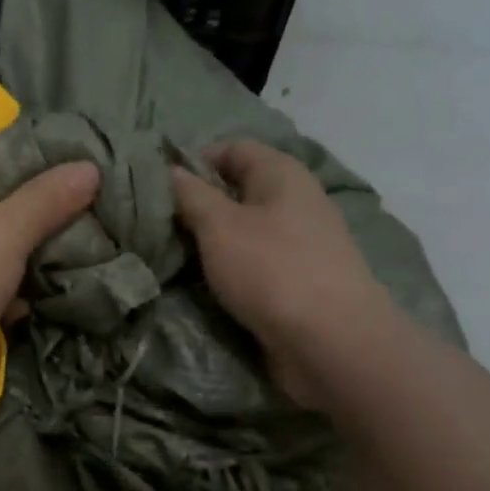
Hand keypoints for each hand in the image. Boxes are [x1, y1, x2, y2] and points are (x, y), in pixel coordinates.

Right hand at [169, 139, 394, 408]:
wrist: (332, 342)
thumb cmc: (271, 270)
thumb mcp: (219, 226)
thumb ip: (191, 195)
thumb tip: (170, 170)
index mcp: (281, 174)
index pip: (232, 148)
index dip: (194, 160)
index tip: (158, 186)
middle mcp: (296, 200)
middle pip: (238, 189)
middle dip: (198, 204)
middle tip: (157, 224)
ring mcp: (301, 242)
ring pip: (245, 229)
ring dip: (211, 240)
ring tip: (173, 254)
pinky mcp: (299, 279)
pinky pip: (256, 261)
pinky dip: (230, 266)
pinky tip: (206, 281)